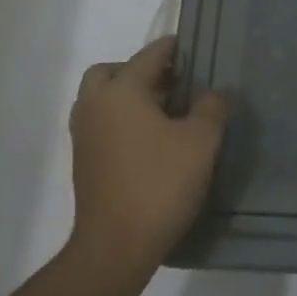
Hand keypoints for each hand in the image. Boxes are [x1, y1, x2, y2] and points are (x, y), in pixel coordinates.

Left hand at [66, 37, 227, 280]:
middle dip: (139, 71)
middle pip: (111, 72)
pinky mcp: (84, 163)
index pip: (149, 55)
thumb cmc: (160, 184)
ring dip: (128, 97)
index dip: (173, 49)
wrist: (116, 246)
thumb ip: (210, 108)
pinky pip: (102, 125)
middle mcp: (95, 106)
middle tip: (172, 84)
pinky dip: (122, 121)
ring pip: (102, 100)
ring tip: (165, 113)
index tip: (193, 49)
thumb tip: (212, 93)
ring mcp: (84, 136)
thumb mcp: (201, 141)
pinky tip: (150, 141)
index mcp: (120, 91)